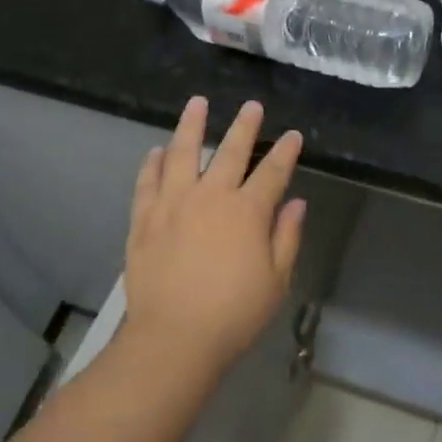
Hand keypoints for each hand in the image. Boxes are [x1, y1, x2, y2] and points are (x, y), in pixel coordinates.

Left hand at [122, 97, 304, 374]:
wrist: (174, 338)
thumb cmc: (234, 314)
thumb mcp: (276, 280)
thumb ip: (287, 237)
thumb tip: (296, 202)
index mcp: (248, 211)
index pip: (273, 172)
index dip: (285, 151)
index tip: (293, 135)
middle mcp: (211, 196)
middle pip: (231, 151)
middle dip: (245, 126)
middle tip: (252, 106)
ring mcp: (173, 204)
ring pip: (183, 153)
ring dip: (191, 125)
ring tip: (197, 103)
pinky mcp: (144, 219)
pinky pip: (148, 182)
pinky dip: (153, 164)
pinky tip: (157, 151)